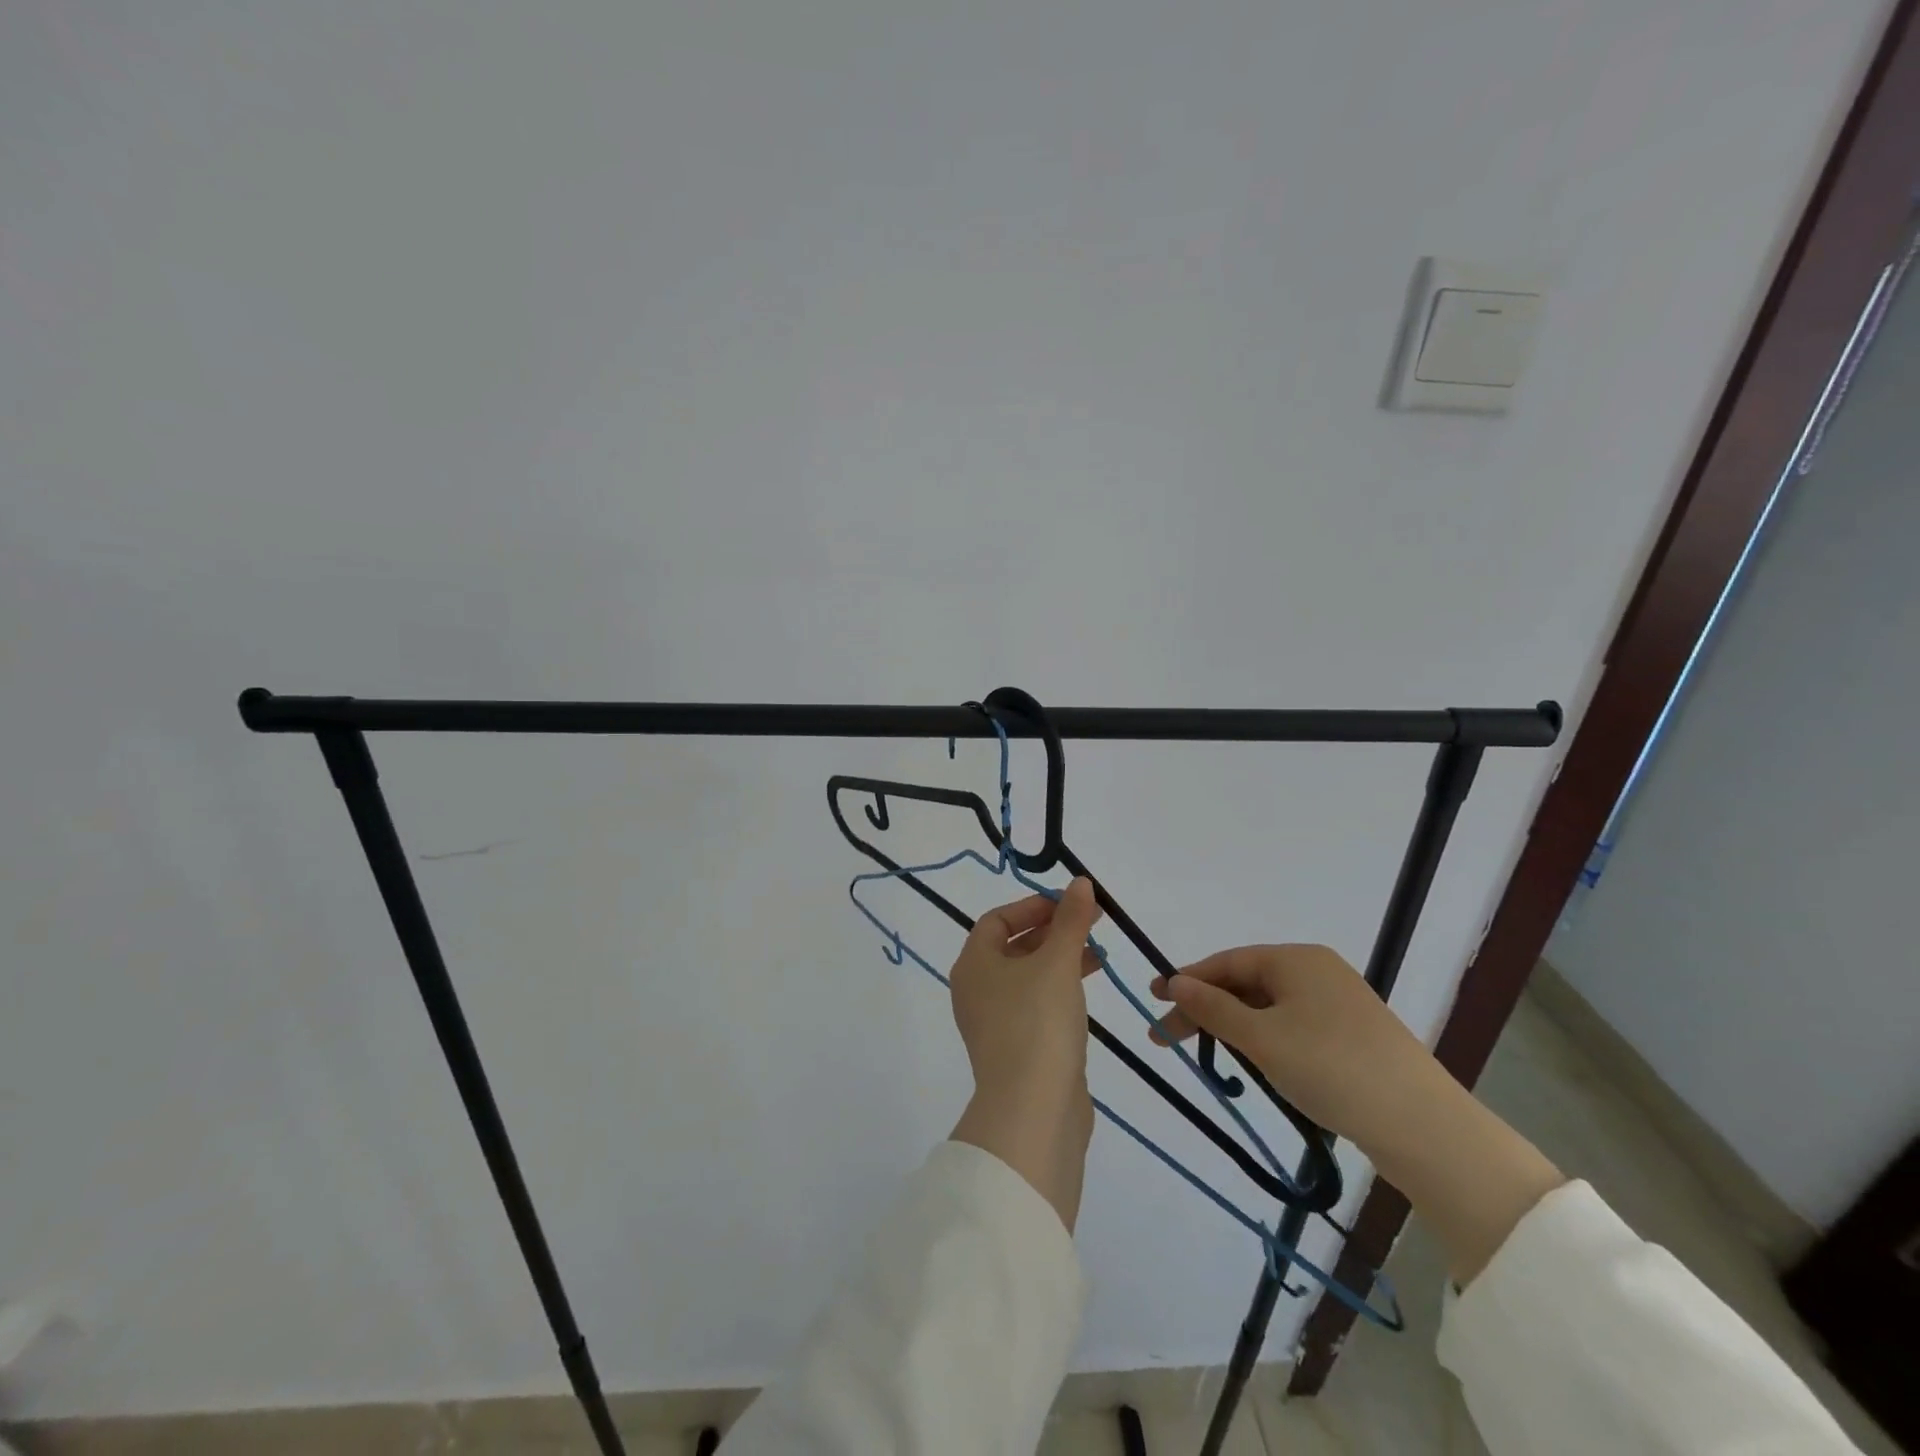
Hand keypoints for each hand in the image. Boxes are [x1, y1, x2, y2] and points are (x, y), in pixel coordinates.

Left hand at [950, 878, 1103, 1099]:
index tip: (1069, 902)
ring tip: (1098, 953)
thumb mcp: (1058, 962)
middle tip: (1091, 923)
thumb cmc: (1037, 1022)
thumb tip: (1080, 883)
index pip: (997, 920)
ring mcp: (995, 1022)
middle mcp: (976, 990)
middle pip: (1013, 946)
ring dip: (1061, 959)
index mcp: (973, 964)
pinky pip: (1036, 1005)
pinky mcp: (1017, 1048)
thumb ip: (1071, 921)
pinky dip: (1060, 989)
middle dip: (1053, 931)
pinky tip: (1088, 989)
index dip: (1033, 906)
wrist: (1033, 1110)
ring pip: (1028, 976)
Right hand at [1152, 944, 1562, 1283]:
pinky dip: (1264, 1039)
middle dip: (1205, 1008)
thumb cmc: (1331, 1068)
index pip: (1227, 962)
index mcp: (1296, 959)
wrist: (1423, 1126)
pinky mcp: (1353, 1035)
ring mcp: (1338, 1002)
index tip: (1152, 999)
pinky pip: (1293, 1025)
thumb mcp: (1261, 1038)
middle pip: (1245, 982)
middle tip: (1167, 1037)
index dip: (1186, 980)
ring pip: (1268, 1007)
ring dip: (1233, 1026)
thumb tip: (1174, 982)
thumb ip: (1213, 1008)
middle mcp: (1317, 970)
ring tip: (1207, 1053)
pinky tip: (1256, 1063)